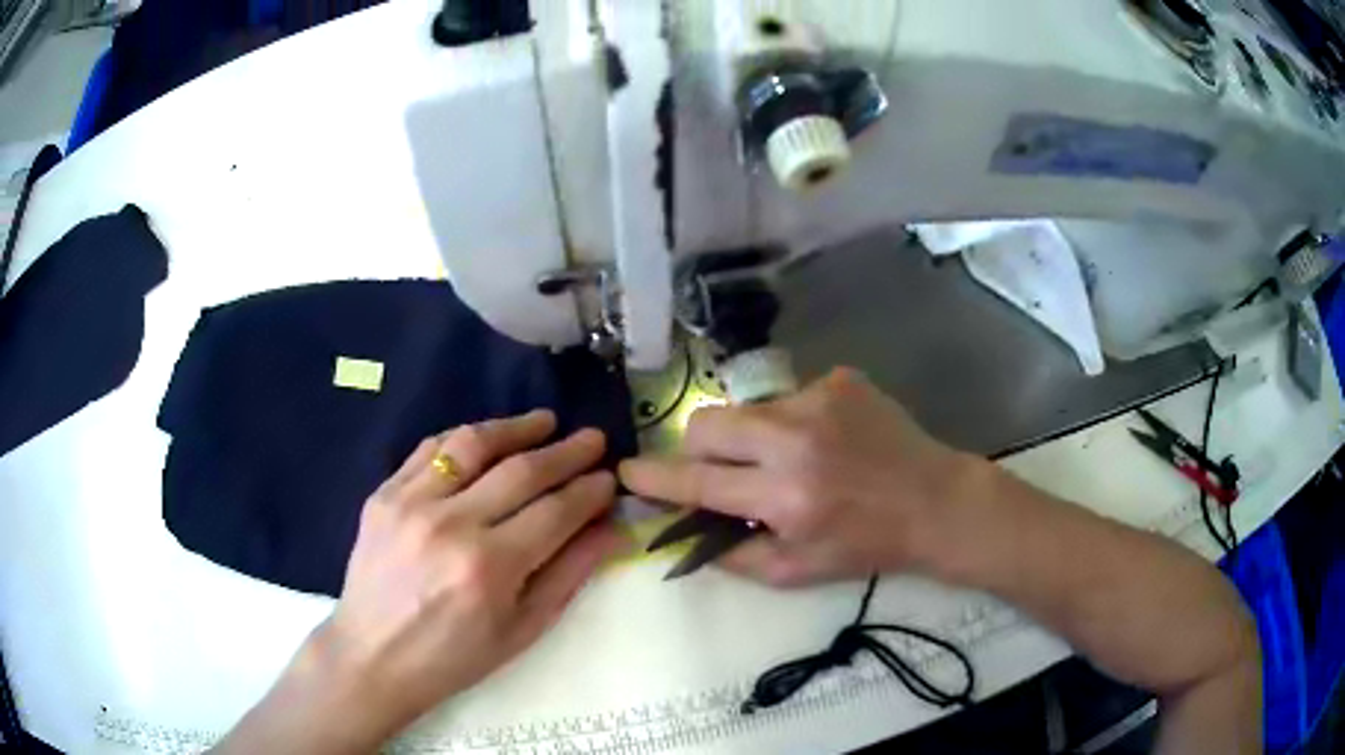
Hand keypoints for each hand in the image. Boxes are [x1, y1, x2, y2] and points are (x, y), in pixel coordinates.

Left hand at [215, 411, 623, 753]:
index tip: (611, 478)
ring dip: (516, 428)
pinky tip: (487, 438)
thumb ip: (570, 575)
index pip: (556, 511)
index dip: (590, 491)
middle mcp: (451, 524)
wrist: (373, 656)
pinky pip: (430, 449)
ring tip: (545, 421)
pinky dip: (465, 438)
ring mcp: (411, 503)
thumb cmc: (454, 657)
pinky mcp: (383, 494)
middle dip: (567, 452)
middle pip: (521, 472)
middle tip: (594, 439)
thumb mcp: (523, 630)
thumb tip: (612, 529)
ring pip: (472, 445)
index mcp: (490, 568)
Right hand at [620, 368, 977, 586]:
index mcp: (785, 497)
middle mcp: (796, 440)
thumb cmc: (867, 545)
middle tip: (721, 471)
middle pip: (707, 423)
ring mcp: (819, 399)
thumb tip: (685, 531)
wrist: (935, 501)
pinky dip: (792, 422)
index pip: (698, 482)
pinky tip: (826, 441)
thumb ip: (732, 556)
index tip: (627, 472)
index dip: (654, 479)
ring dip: (751, 437)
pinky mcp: (839, 379)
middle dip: (698, 448)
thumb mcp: (796, 573)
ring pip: (747, 409)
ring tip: (790, 460)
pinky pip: (789, 397)